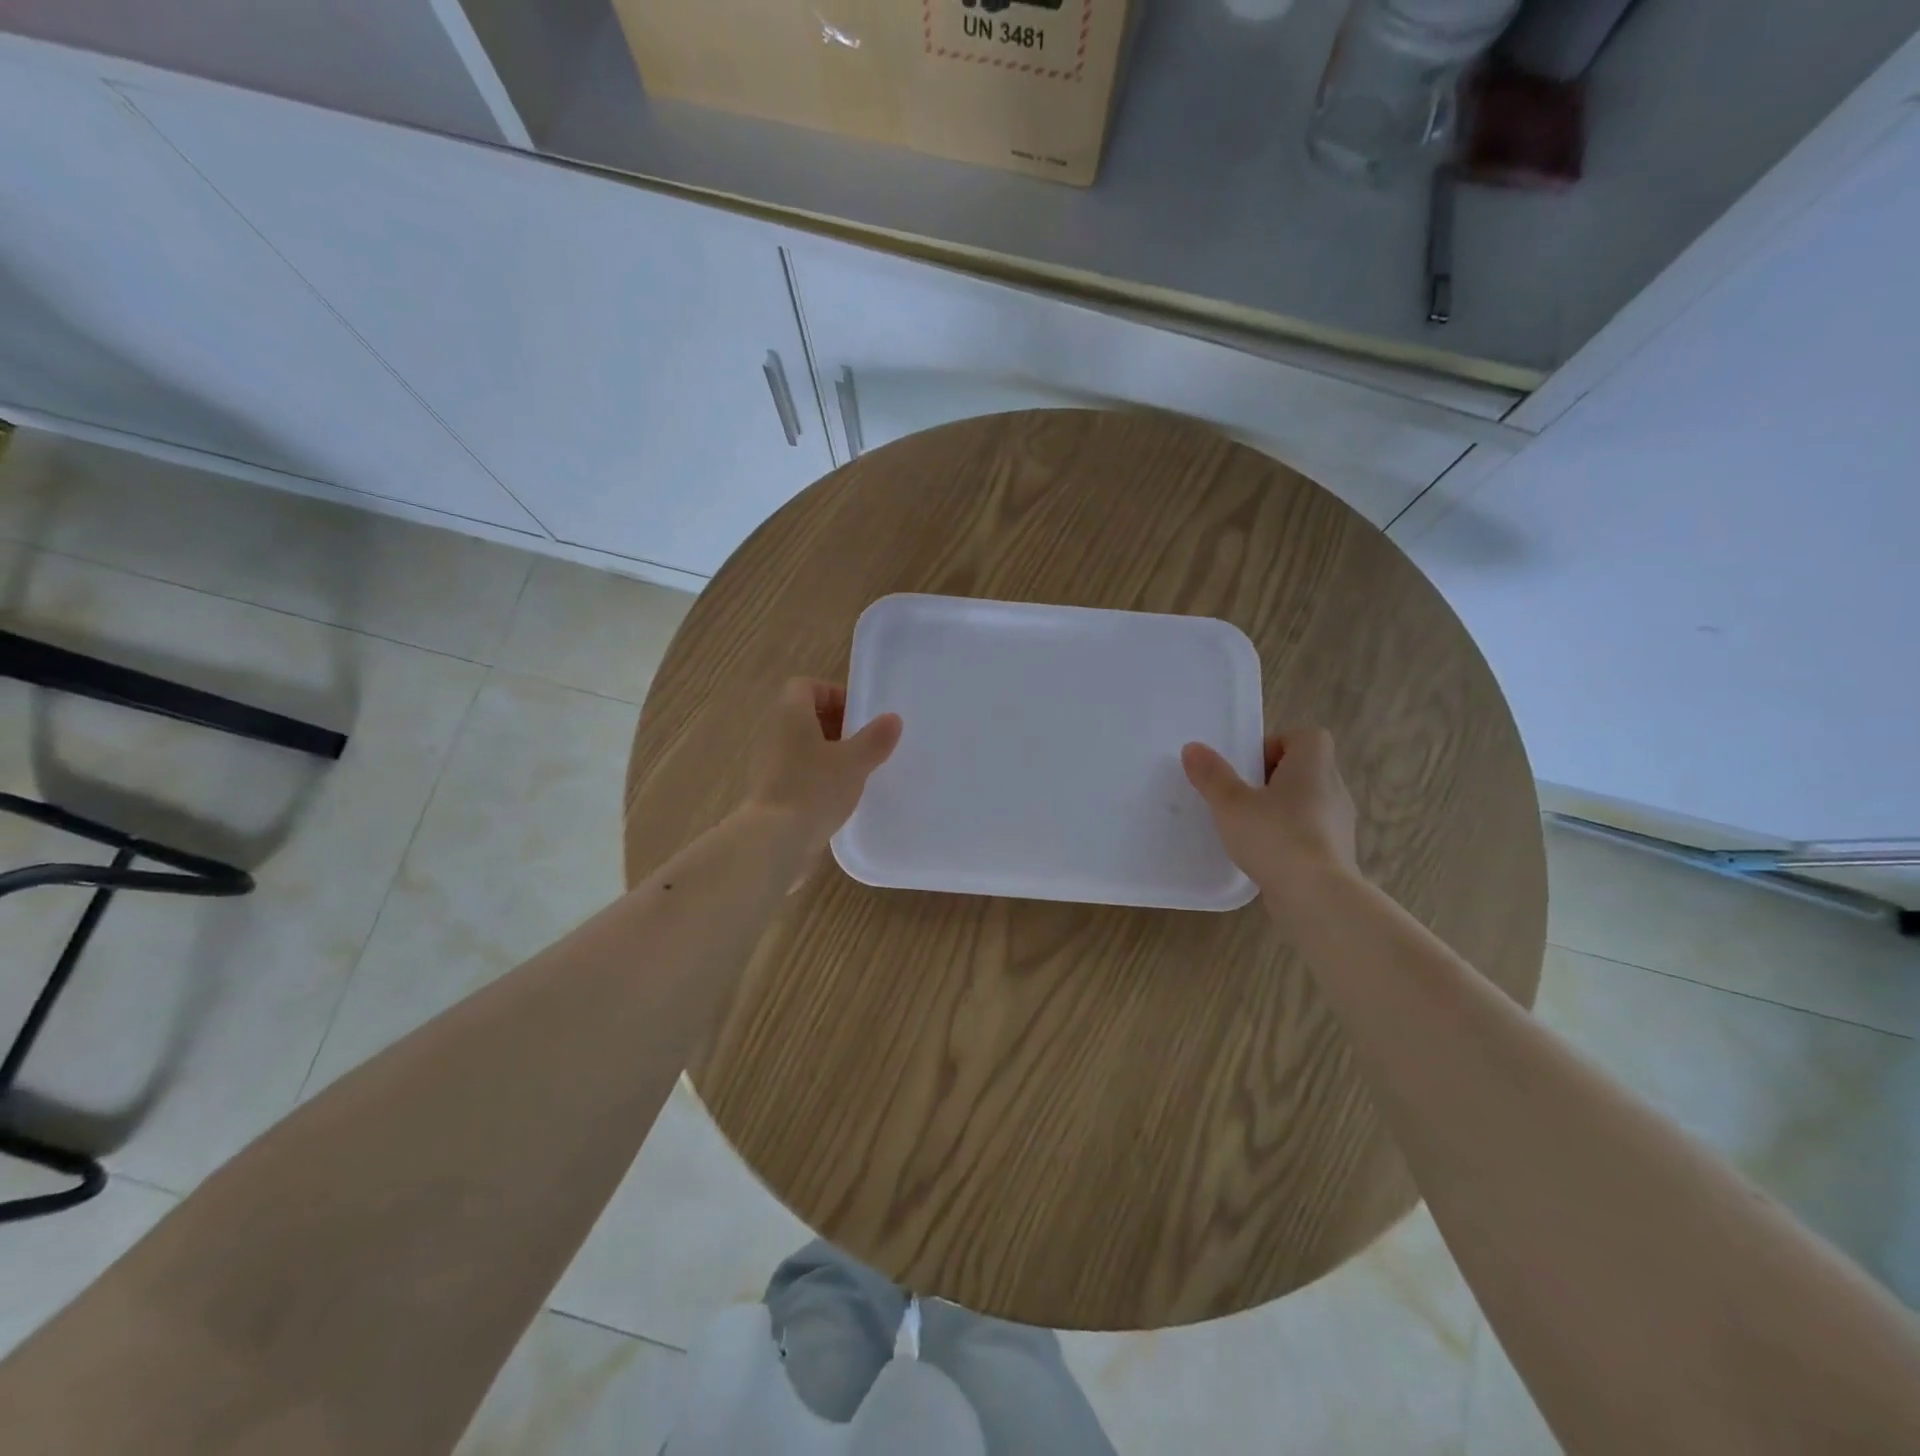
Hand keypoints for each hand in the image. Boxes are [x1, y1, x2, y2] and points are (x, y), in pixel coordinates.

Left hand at [745, 678, 901, 852]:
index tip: (858, 715)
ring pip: (802, 746)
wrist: (775, 840)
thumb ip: (875, 739)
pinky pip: (797, 772)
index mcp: (791, 714)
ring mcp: (769, 764)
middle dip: (836, 725)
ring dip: (829, 753)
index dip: (833, 694)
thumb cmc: (814, 788)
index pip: (806, 686)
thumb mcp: (854, 762)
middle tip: (864, 743)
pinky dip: (818, 777)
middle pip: (804, 716)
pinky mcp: (771, 792)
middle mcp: (774, 733)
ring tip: (856, 771)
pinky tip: (839, 796)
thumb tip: (892, 719)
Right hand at [1181, 728, 1358, 898]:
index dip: (1278, 745)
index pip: (1307, 737)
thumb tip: (1193, 747)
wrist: (1316, 896)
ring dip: (1283, 809)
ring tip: (1251, 828)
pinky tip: (1267, 856)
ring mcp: (1340, 824)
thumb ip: (1211, 775)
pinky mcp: (1338, 854)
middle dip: (1274, 779)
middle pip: (1307, 769)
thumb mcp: (1230, 803)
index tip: (1250, 767)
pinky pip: (1313, 833)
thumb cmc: (1274, 836)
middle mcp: (1334, 788)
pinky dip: (1292, 838)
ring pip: (1310, 803)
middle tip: (1243, 796)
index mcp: (1313, 766)